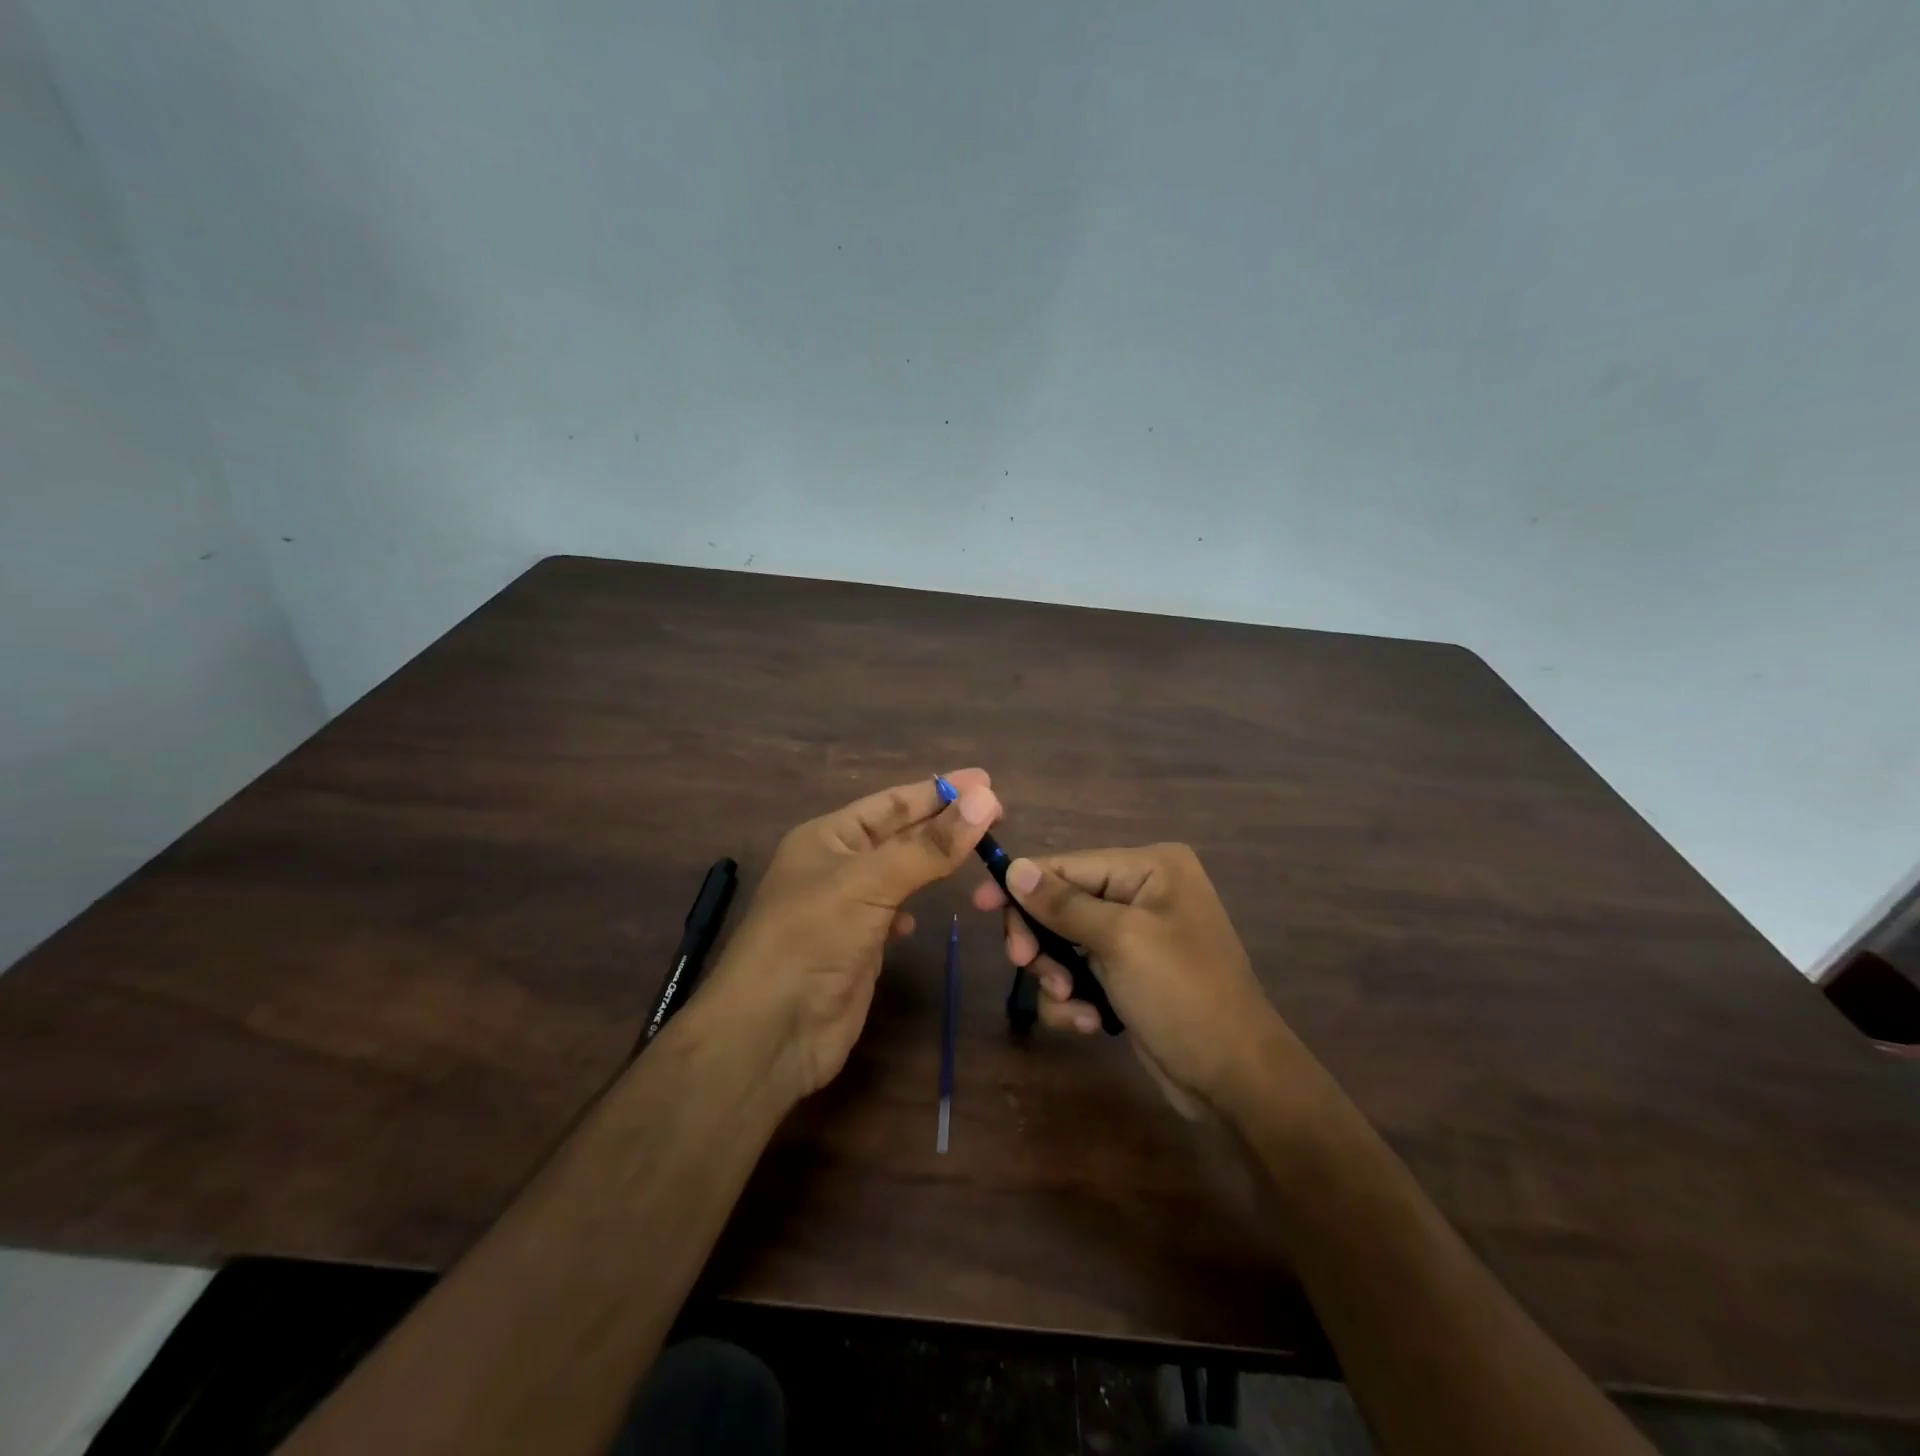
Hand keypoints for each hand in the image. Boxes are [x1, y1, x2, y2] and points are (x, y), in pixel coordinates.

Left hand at [699, 769, 1001, 1102]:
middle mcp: (836, 865)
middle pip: (900, 834)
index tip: (987, 782)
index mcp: (828, 837)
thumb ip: (930, 845)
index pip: (892, 802)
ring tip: (978, 848)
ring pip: (900, 872)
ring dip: (934, 860)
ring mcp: (847, 908)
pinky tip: (927, 910)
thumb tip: (986, 799)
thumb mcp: (871, 883)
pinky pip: (893, 911)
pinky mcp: (858, 946)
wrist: (771, 1033)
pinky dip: (914, 905)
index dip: (938, 790)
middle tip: (998, 811)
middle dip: (944, 822)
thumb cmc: (813, 939)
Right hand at [972, 843, 1320, 1119]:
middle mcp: (1142, 893)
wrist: (1235, 1079)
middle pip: (1061, 903)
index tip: (979, 904)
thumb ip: (1062, 903)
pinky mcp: (1128, 975)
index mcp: (1150, 868)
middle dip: (1043, 940)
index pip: (1068, 865)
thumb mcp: (1119, 941)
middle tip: (1027, 966)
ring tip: (1071, 1003)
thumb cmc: (1183, 995)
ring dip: (1057, 975)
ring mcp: (1135, 936)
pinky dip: (1075, 998)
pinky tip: (1089, 1023)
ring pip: (1064, 942)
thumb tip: (1014, 867)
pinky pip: (1080, 972)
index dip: (1022, 884)